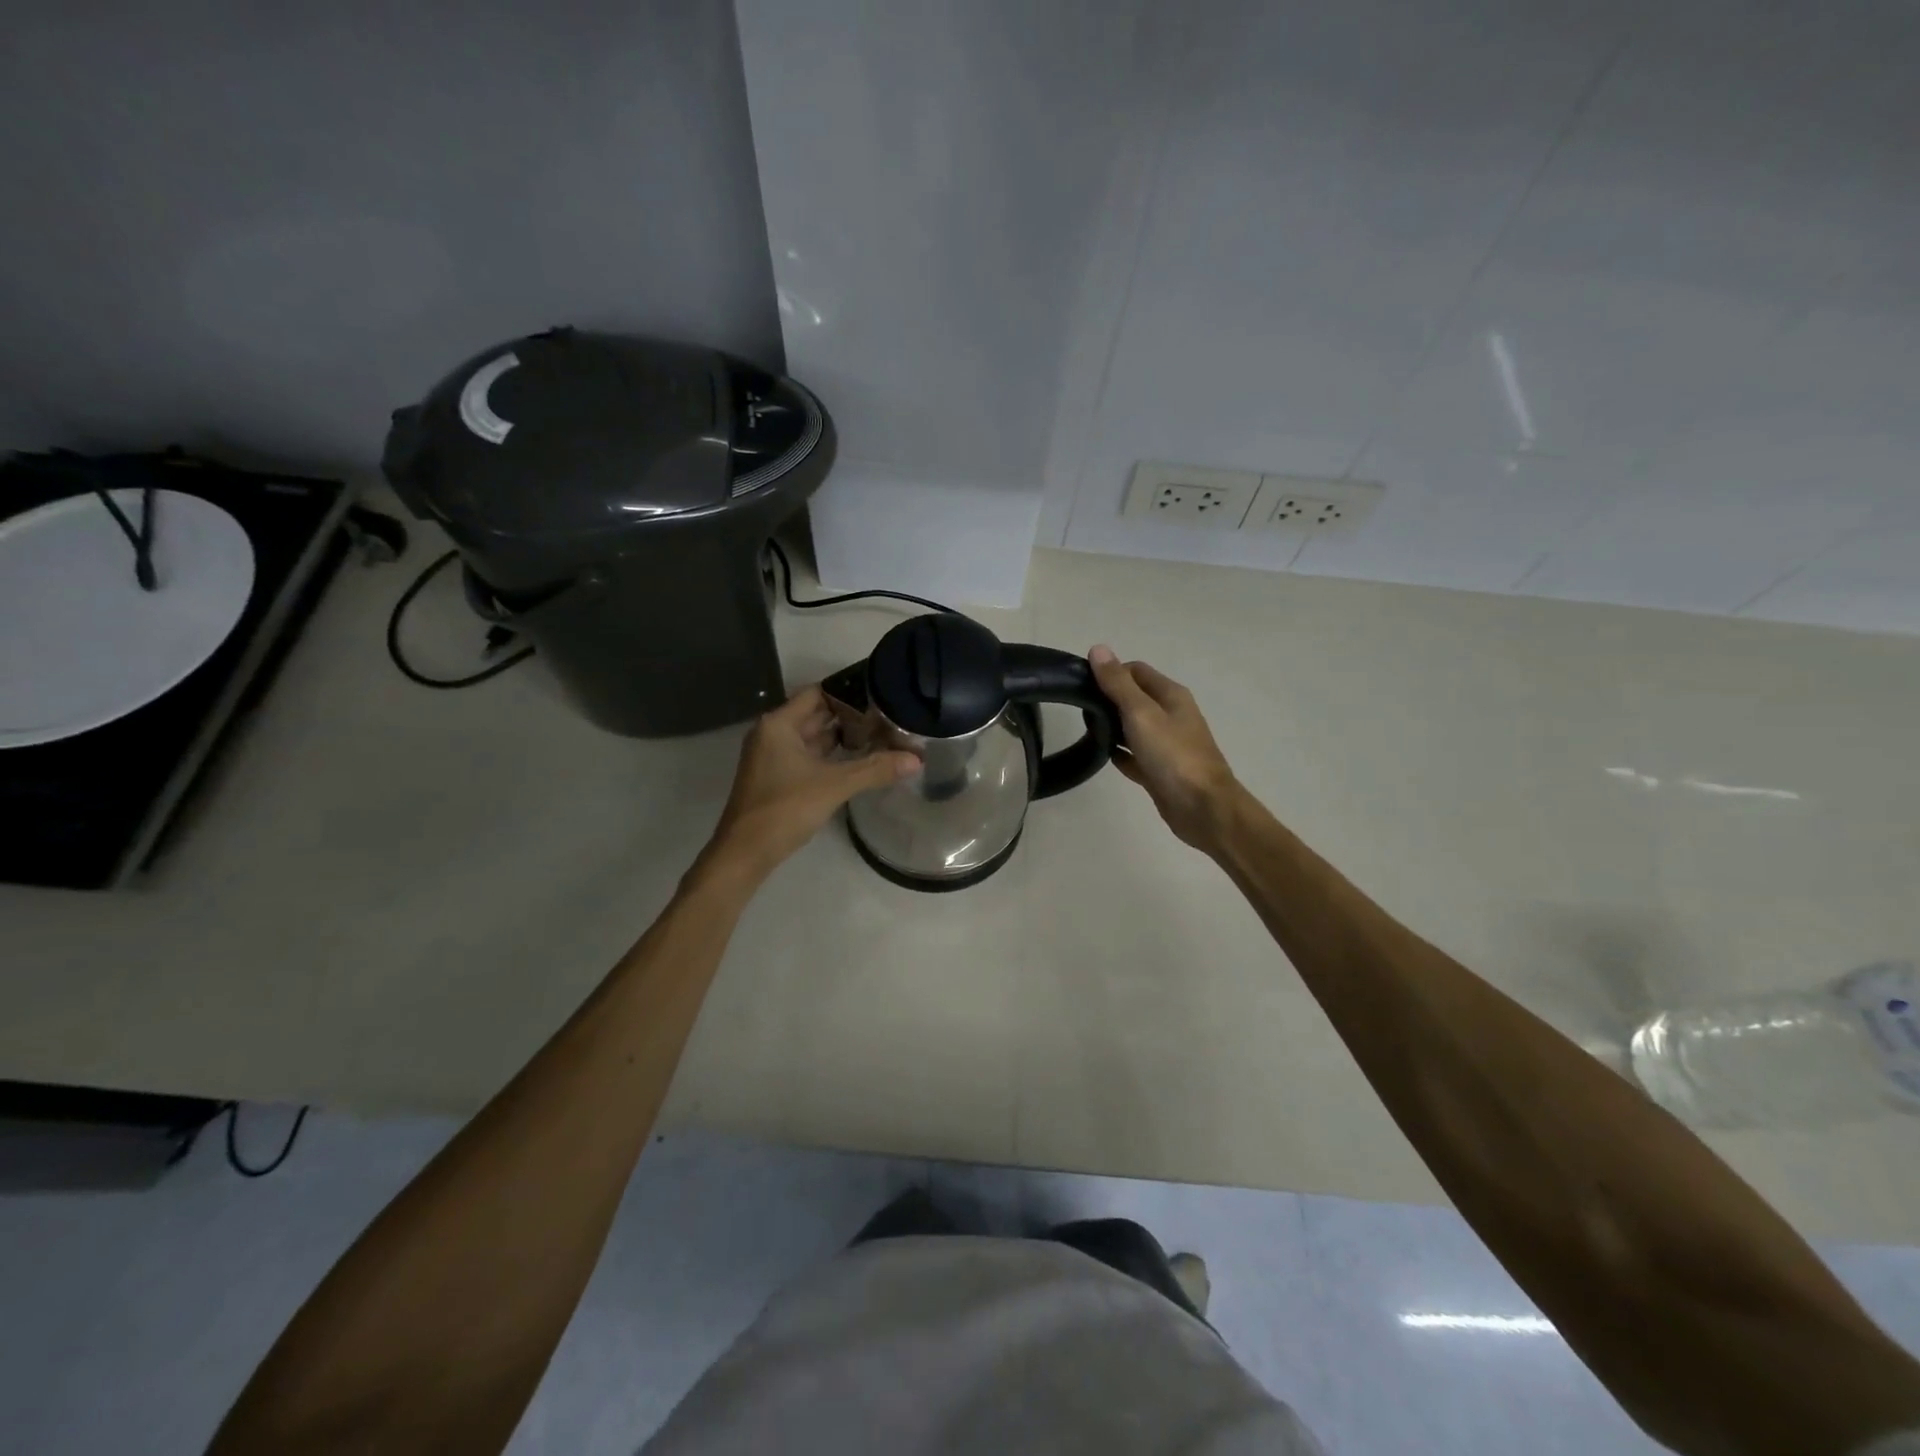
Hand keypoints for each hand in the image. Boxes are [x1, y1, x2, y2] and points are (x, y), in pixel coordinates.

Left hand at [702, 685, 918, 879]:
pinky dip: (831, 756)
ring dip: (842, 736)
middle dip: (850, 715)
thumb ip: (875, 769)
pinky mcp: (777, 777)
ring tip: (880, 734)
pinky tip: (857, 760)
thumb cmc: (785, 808)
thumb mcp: (835, 785)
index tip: (880, 693)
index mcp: (779, 724)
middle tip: (887, 714)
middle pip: (816, 714)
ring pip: (813, 738)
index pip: (818, 693)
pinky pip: (809, 757)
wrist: (745, 853)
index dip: (848, 692)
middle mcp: (773, 733)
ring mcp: (773, 757)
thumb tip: (916, 759)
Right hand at [1089, 647, 1240, 851]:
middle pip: (1134, 698)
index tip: (1083, 685)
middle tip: (1080, 709)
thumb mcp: (1141, 713)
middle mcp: (1171, 715)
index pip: (1136, 671)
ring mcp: (1167, 744)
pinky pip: (1135, 755)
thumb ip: (1118, 684)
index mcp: (1171, 696)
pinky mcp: (1160, 770)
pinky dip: (1120, 753)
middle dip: (1108, 699)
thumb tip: (1098, 648)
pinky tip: (1102, 756)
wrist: (1202, 808)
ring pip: (1133, 727)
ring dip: (1112, 727)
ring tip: (1086, 730)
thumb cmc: (1173, 755)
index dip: (1110, 673)